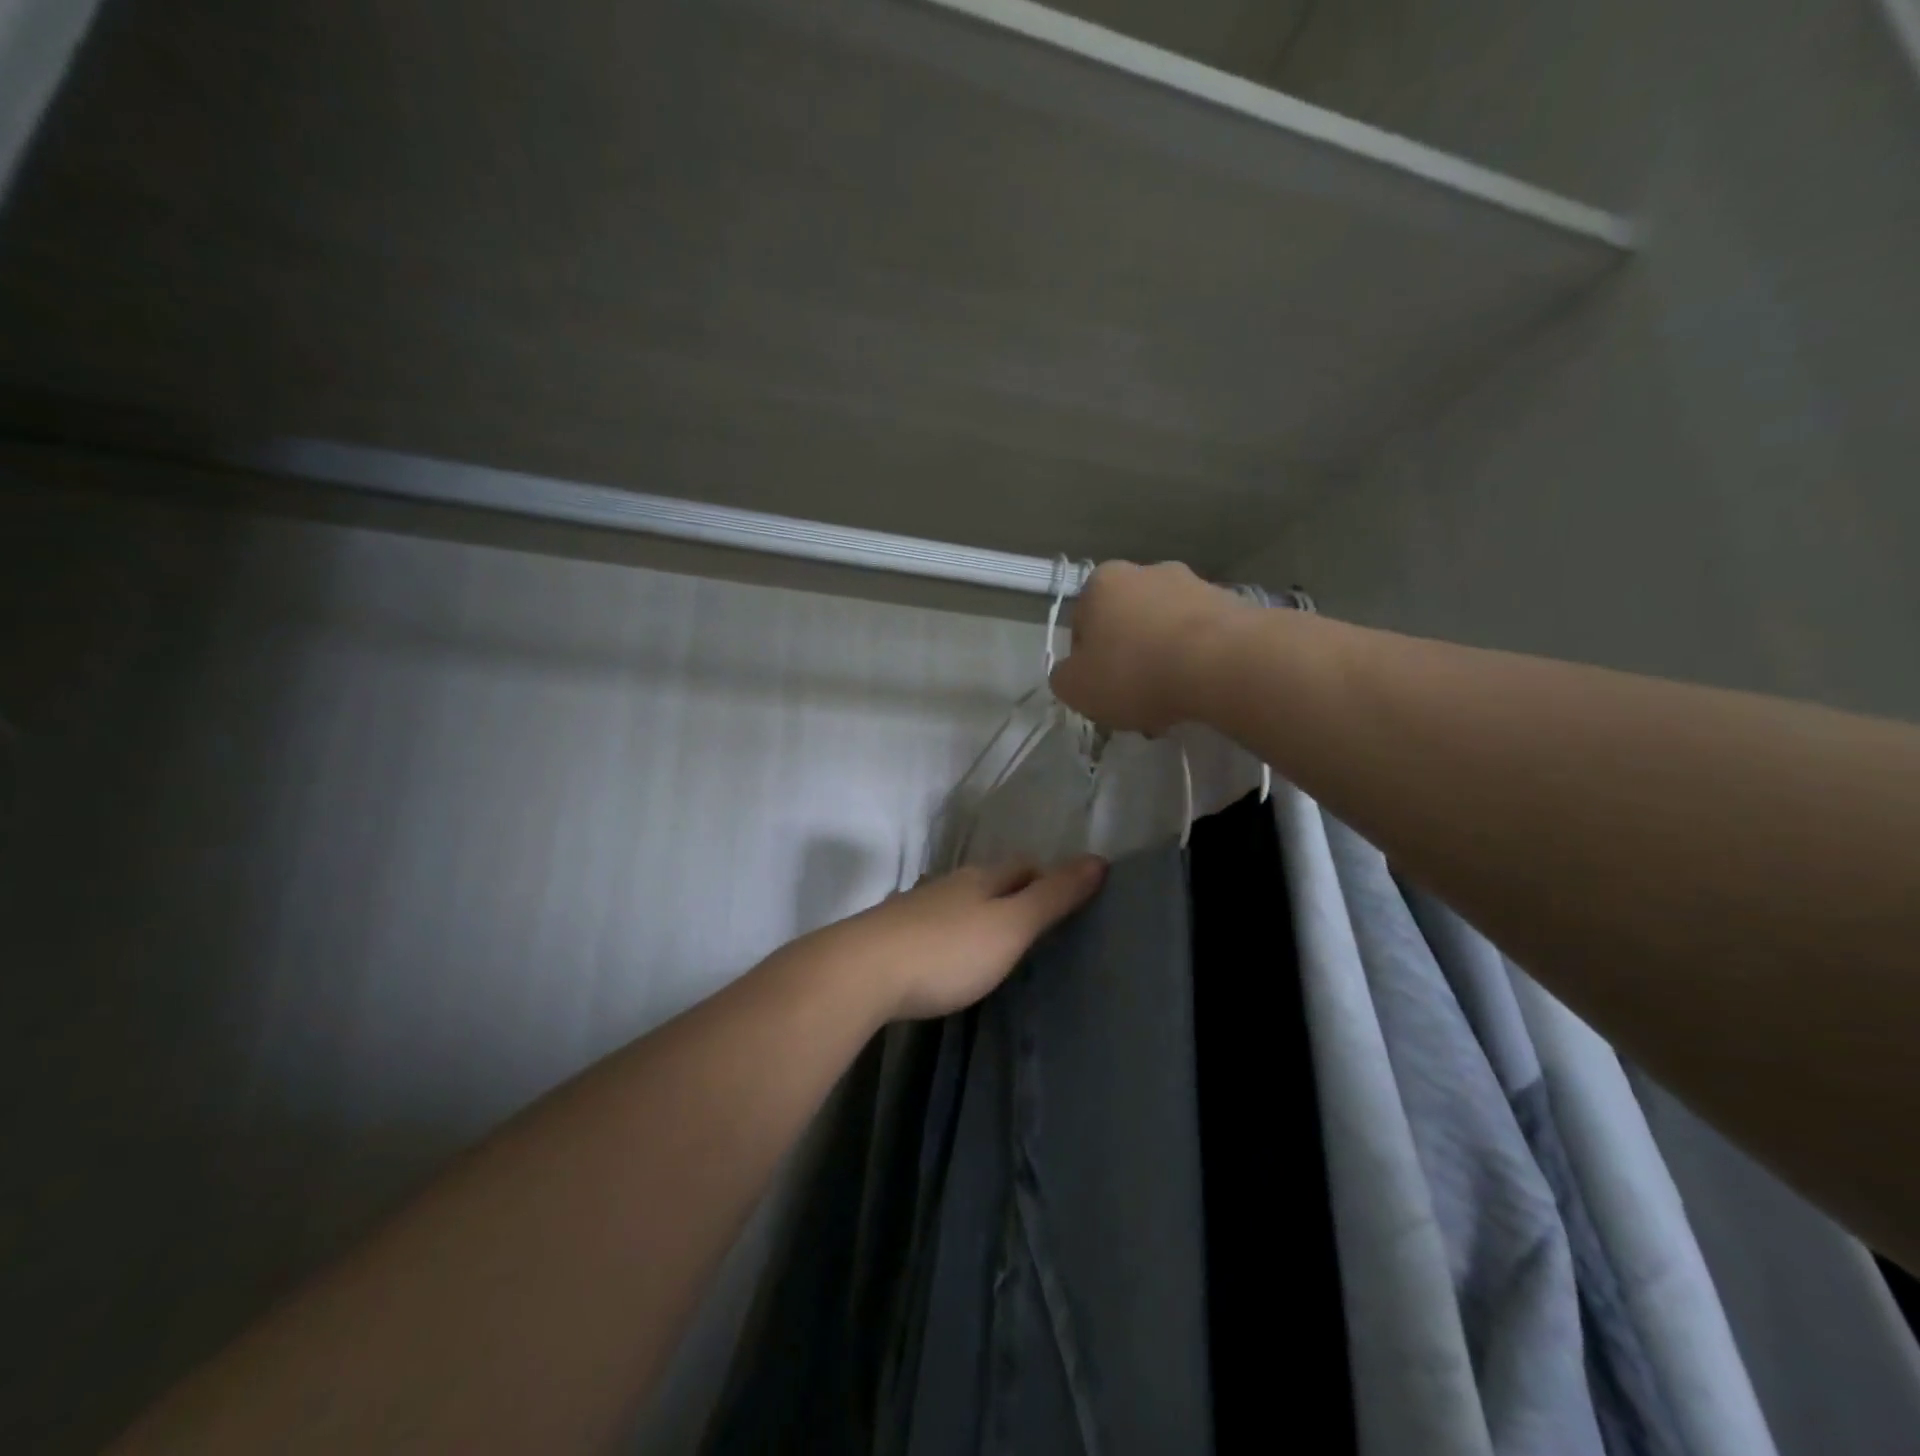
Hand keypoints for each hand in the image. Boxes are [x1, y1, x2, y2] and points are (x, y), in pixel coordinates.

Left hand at [809, 858, 1107, 1022]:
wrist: (861, 973)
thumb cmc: (947, 950)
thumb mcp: (1011, 926)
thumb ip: (1053, 897)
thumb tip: (1098, 859)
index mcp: (980, 878)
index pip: (1023, 865)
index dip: (1046, 877)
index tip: (1064, 901)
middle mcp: (947, 884)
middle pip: (988, 880)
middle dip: (1012, 894)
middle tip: (1034, 926)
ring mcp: (914, 908)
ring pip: (957, 902)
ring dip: (978, 915)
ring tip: (994, 944)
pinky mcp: (890, 935)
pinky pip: (931, 927)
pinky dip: (949, 935)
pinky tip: (947, 958)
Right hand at [1048, 560, 1250, 734]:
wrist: (1223, 664)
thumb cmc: (1135, 672)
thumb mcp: (1075, 688)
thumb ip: (1063, 678)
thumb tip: (1072, 673)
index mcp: (1102, 582)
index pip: (1081, 625)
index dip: (1087, 663)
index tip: (1100, 691)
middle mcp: (1147, 571)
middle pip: (1127, 624)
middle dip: (1129, 659)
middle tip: (1135, 699)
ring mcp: (1193, 583)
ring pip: (1166, 631)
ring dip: (1163, 661)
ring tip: (1172, 702)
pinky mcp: (1232, 604)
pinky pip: (1202, 638)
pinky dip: (1197, 661)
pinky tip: (1200, 691)